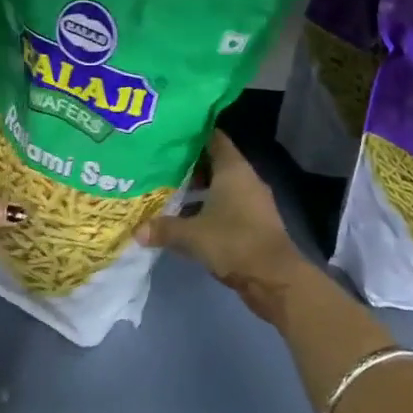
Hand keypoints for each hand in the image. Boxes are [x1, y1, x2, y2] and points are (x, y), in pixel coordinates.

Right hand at [142, 131, 308, 320]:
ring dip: (199, 188)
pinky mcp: (254, 222)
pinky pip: (227, 205)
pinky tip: (187, 218)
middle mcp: (245, 179)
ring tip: (169, 189)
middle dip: (190, 163)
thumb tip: (136, 231)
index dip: (193, 134)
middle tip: (160, 163)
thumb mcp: (192, 235)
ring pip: (221, 186)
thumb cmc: (234, 242)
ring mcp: (252, 202)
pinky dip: (209, 208)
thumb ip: (164, 229)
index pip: (213, 138)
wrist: (275, 279)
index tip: (169, 134)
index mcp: (233, 170)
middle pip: (216, 162)